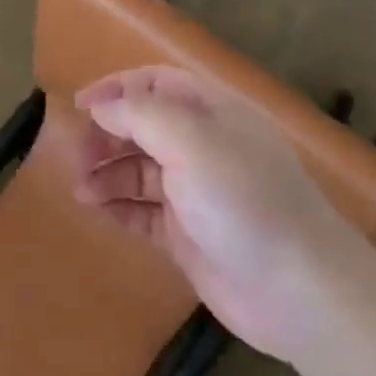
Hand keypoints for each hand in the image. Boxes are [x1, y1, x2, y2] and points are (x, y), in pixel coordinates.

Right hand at [72, 66, 372, 358]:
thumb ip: (140, 115)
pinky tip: (97, 211)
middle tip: (77, 156)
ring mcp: (196, 193)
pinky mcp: (188, 235)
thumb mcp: (191, 142)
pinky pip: (144, 212)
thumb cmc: (244, 201)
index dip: (117, 89)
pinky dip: (119, 207)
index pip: (157, 84)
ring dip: (107, 174)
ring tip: (80, 191)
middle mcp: (204, 147)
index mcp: (212, 113)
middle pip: (143, 127)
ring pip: (139, 170)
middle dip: (107, 135)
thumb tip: (101, 107)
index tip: (78, 106)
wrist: (298, 291)